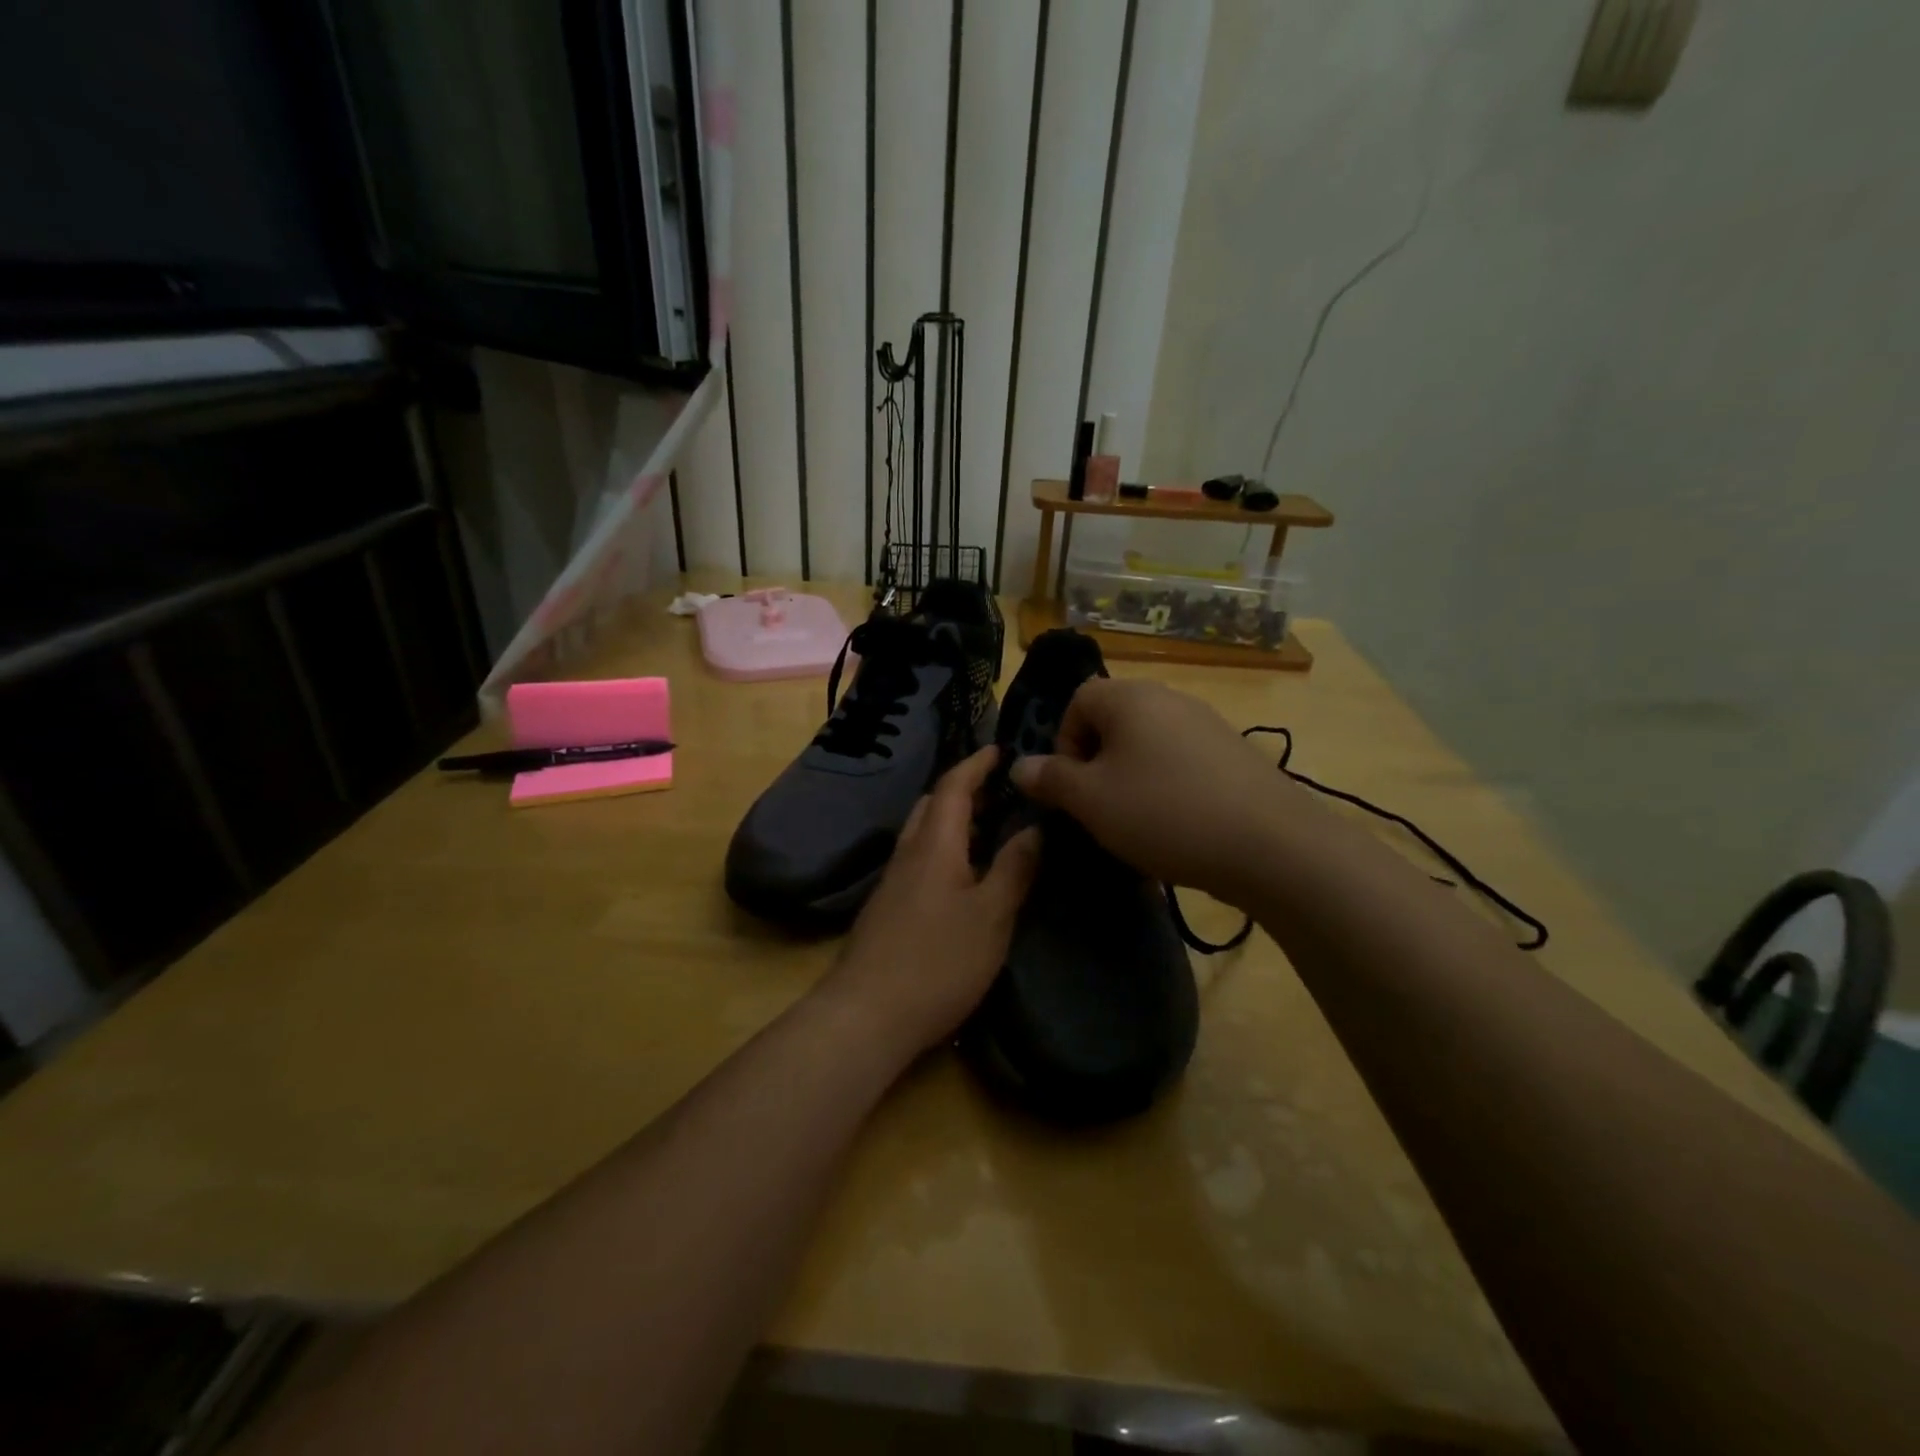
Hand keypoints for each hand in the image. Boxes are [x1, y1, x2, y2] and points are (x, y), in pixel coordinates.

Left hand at [820, 747, 1041, 1055]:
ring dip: (953, 822)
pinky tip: (963, 879)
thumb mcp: (991, 916)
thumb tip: (1034, 828)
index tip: (999, 749)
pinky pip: (918, 861)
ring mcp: (892, 884)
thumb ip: (1013, 869)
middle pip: (932, 806)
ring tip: (989, 832)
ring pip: (923, 835)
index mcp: (934, 845)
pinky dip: (944, 851)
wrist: (867, 1015)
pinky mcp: (887, 911)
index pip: (953, 787)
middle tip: (999, 793)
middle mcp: (908, 855)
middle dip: (964, 791)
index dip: (975, 764)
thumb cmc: (937, 961)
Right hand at [1009, 677, 1292, 902]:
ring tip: (1137, 823)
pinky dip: (1168, 787)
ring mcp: (1208, 723)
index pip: (1077, 701)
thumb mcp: (1091, 801)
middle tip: (1100, 808)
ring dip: (1131, 778)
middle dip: (1097, 764)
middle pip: (1114, 721)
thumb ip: (1051, 779)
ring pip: (1148, 744)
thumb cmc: (1163, 813)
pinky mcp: (1234, 753)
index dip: (1064, 743)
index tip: (1072, 788)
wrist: (1270, 844)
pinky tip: (1178, 826)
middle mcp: (1169, 698)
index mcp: (1129, 697)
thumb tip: (1020, 765)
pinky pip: (1182, 762)